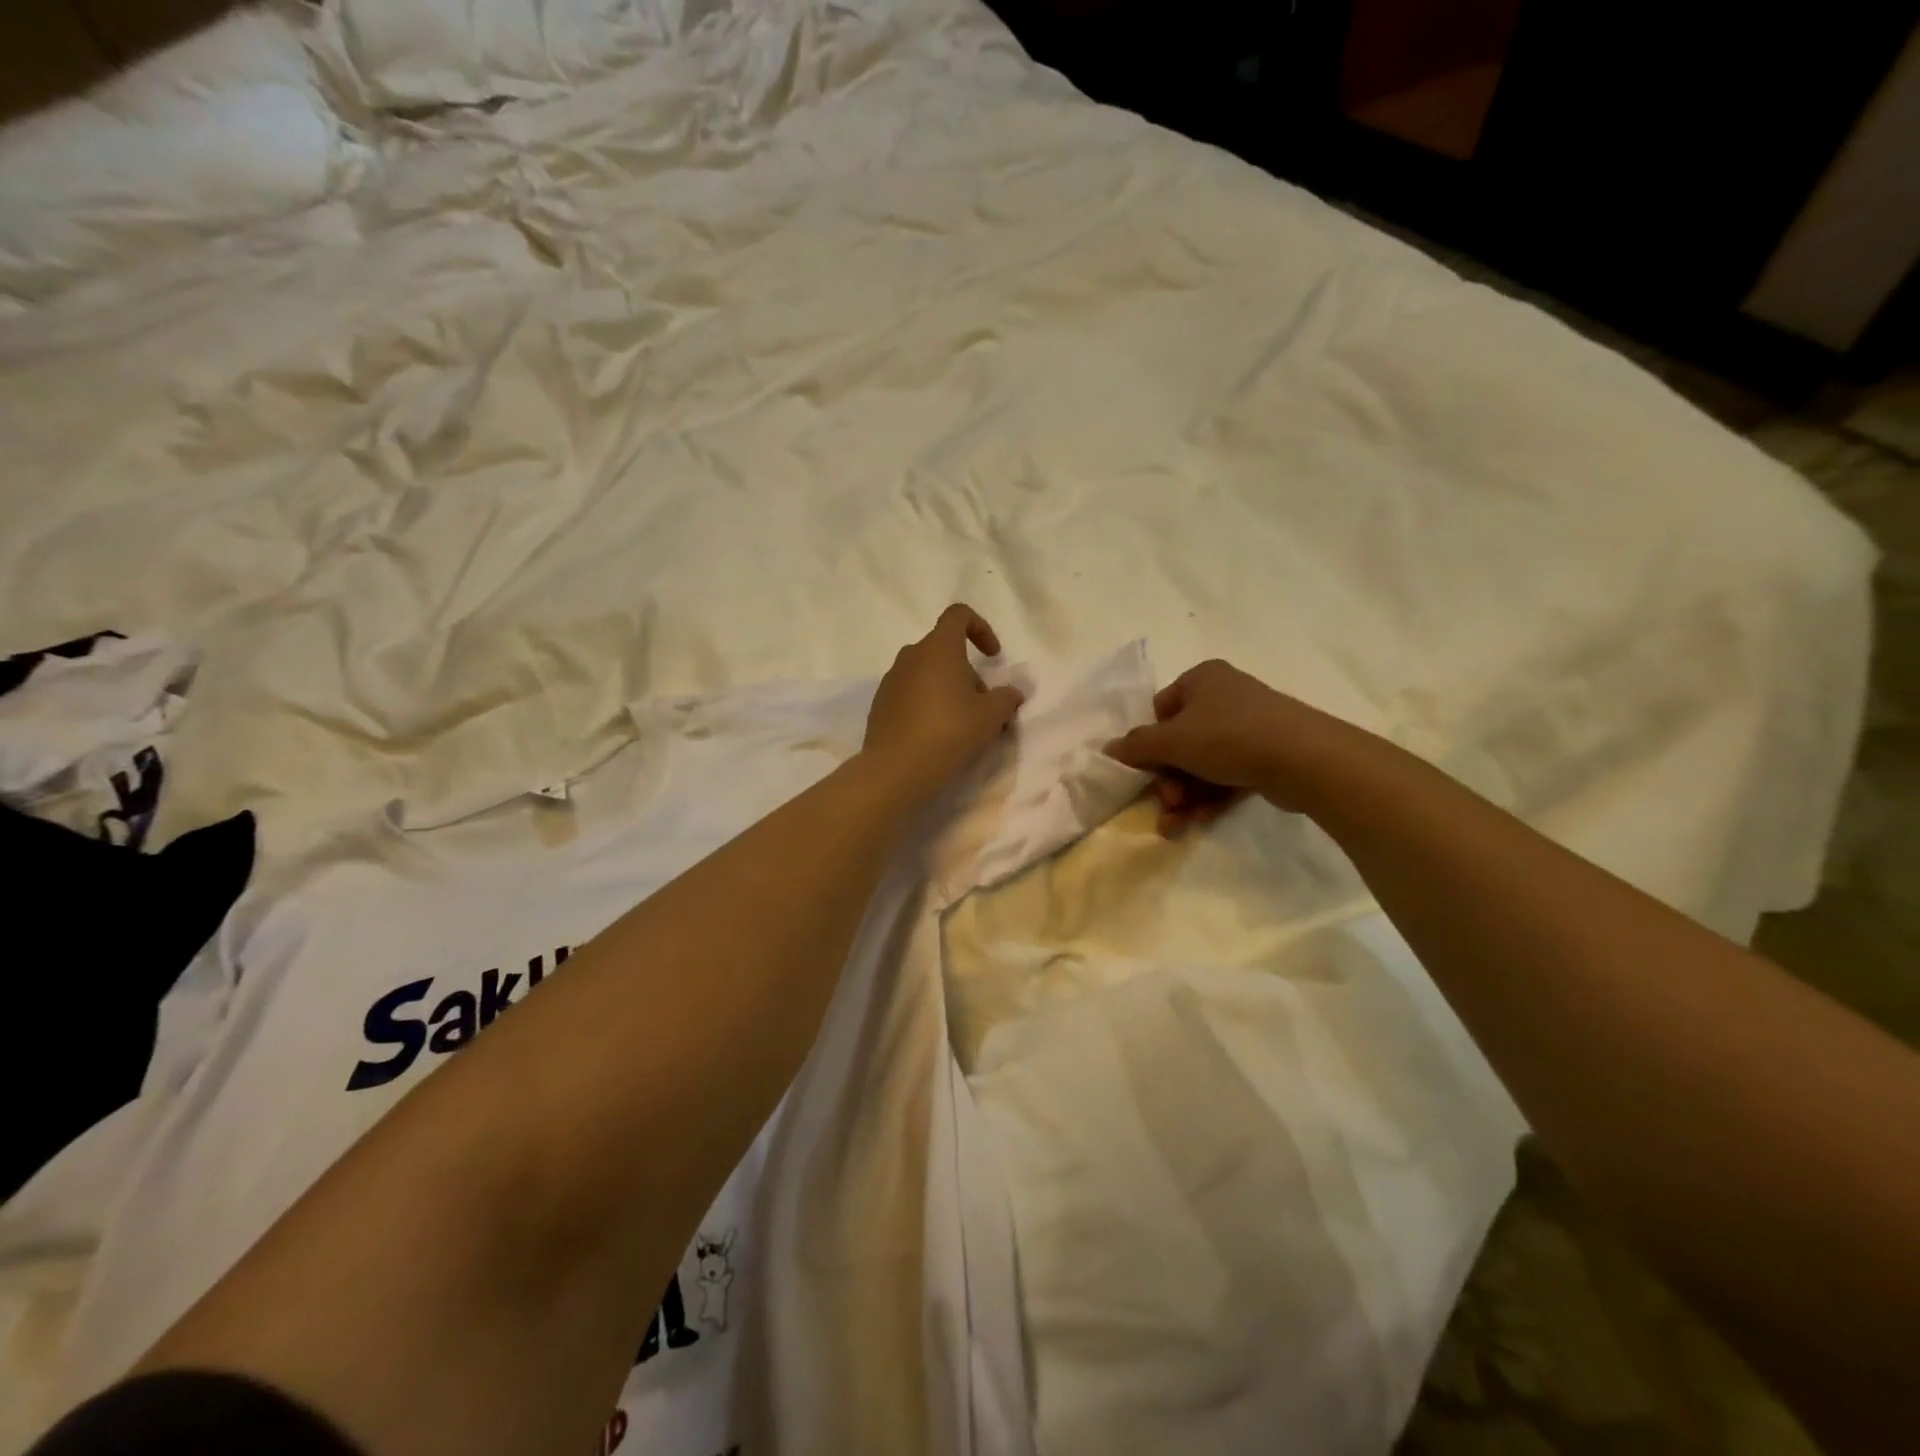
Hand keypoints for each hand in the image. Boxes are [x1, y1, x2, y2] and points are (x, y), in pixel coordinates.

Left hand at [863, 605, 1024, 795]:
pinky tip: (935, 735)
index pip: (958, 615)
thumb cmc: (949, 732)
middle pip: (944, 650)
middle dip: (967, 672)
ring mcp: (891, 680)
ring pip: (926, 673)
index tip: (993, 656)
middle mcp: (910, 656)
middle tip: (982, 706)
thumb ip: (1007, 698)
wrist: (896, 769)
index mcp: (938, 648)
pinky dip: (926, 705)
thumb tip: (1013, 692)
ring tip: (960, 724)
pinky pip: (910, 694)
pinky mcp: (880, 704)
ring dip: (947, 689)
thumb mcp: (991, 716)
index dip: (981, 628)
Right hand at [1105, 659, 1348, 833]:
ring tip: (1177, 825)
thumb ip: (1135, 746)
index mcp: (1201, 679)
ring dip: (1185, 795)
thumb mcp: (1171, 741)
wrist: (1305, 759)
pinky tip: (1200, 820)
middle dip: (1168, 779)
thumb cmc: (1228, 737)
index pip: (1161, 709)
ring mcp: (1250, 725)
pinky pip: (1228, 775)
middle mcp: (1226, 696)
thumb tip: (1107, 750)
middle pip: (1181, 742)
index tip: (1148, 769)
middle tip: (1167, 803)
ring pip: (1203, 764)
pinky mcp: (1268, 755)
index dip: (1149, 742)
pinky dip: (1211, 797)